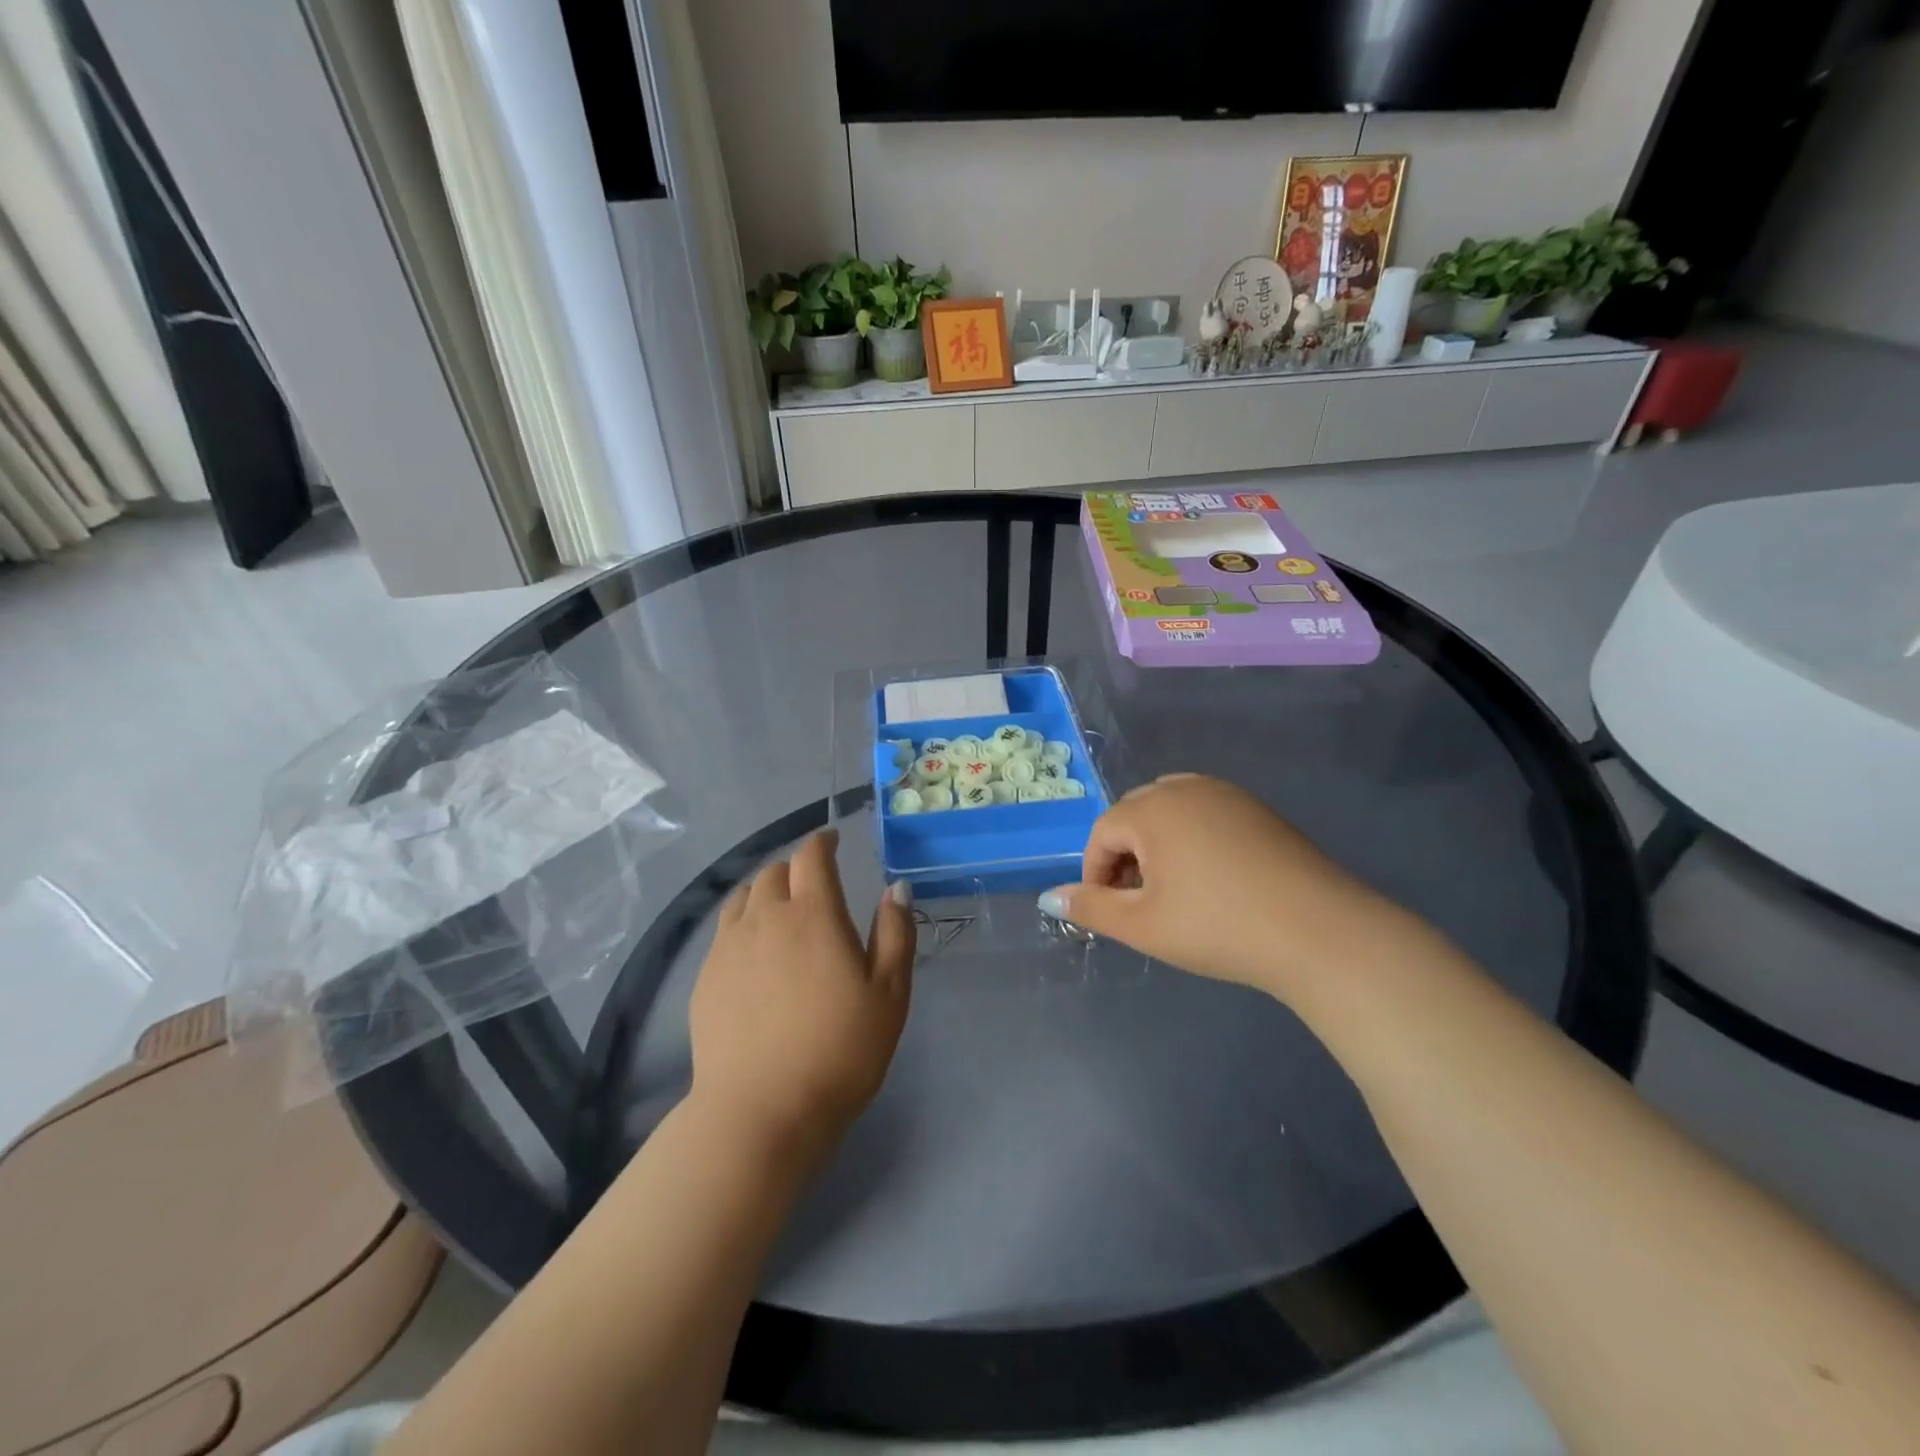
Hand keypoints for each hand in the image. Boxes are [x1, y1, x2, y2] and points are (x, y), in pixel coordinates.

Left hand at [688, 831, 914, 1163]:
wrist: (761, 1110)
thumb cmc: (839, 1051)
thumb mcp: (889, 994)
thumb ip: (895, 934)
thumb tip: (895, 888)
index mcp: (814, 915)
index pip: (812, 857)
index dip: (823, 842)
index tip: (833, 842)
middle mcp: (766, 918)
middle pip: (775, 871)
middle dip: (796, 867)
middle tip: (814, 884)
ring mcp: (729, 946)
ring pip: (745, 896)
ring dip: (766, 890)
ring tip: (782, 909)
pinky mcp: (706, 976)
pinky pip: (725, 929)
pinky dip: (744, 921)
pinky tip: (755, 950)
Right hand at [1037, 774, 1392, 1003]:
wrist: (1319, 932)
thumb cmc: (1218, 927)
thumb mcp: (1143, 925)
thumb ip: (1090, 907)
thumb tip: (1048, 898)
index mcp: (1152, 809)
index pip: (1102, 832)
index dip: (1095, 873)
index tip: (1109, 911)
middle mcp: (1185, 788)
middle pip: (1134, 814)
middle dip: (1124, 855)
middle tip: (1138, 903)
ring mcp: (1226, 794)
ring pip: (1170, 810)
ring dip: (1156, 844)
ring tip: (1171, 890)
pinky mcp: (1257, 809)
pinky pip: (1205, 813)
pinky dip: (1192, 839)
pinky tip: (1211, 879)